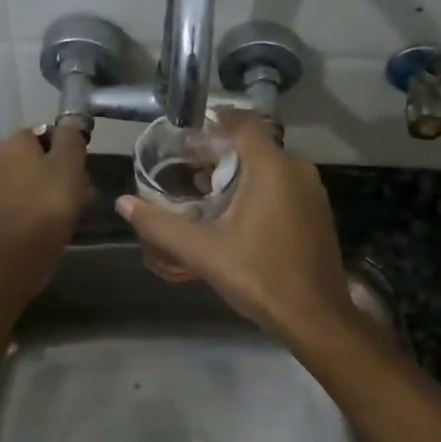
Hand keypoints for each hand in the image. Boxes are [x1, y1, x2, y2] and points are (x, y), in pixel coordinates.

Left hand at [0, 124, 93, 267]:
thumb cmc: (50, 197)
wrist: (26, 247)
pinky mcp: (8, 213)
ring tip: (83, 202)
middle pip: (43, 157)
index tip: (83, 157)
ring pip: (41, 179)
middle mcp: (2, 162)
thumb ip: (71, 136)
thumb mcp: (69, 160)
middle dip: (67, 167)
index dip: (67, 142)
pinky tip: (68, 216)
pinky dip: (51, 204)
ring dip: (62, 187)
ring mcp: (2, 189)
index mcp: (14, 144)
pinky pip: (35, 199)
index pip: (44, 131)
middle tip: (86, 182)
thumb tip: (71, 122)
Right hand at [115, 114, 355, 342]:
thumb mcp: (203, 251)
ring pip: (269, 166)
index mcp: (272, 168)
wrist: (316, 317)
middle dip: (219, 152)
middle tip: (185, 167)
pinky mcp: (317, 211)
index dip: (212, 124)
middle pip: (253, 144)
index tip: (185, 136)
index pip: (242, 124)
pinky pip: (282, 184)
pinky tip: (234, 213)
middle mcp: (297, 169)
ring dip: (237, 171)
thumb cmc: (259, 276)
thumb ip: (161, 225)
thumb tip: (124, 203)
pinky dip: (257, 188)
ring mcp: (312, 191)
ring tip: (203, 190)